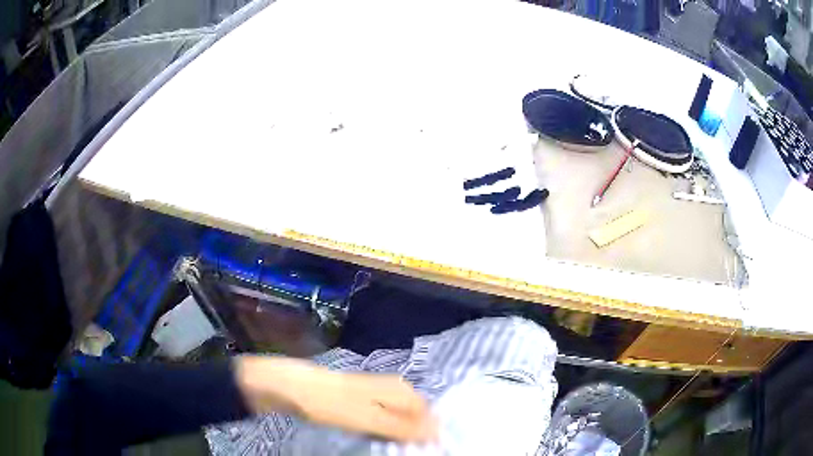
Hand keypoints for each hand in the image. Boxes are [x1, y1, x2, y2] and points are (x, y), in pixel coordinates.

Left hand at [235, 356, 436, 442]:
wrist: (289, 387)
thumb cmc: (330, 402)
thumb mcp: (369, 418)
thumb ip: (403, 427)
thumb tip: (437, 434)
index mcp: (399, 389)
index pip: (429, 415)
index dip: (427, 435)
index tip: (421, 452)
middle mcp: (392, 389)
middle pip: (415, 417)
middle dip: (411, 436)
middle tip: (399, 450)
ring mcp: (375, 394)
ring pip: (397, 420)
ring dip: (396, 436)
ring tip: (386, 446)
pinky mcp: (360, 402)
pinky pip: (380, 421)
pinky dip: (380, 432)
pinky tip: (373, 439)